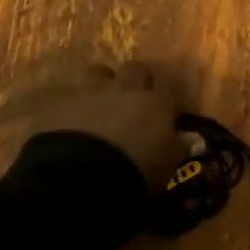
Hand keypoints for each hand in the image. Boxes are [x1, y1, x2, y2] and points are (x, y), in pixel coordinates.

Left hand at [33, 62, 182, 191]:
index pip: (171, 85)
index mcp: (156, 104)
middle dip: (137, 81)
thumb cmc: (134, 177)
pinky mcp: (59, 103)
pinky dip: (74, 106)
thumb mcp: (165, 169)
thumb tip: (189, 139)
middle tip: (135, 101)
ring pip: (99, 72)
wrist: (79, 180)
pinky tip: (72, 122)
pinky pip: (69, 96)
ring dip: (102, 84)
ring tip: (100, 105)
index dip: (170, 95)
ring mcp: (90, 92)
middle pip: (136, 69)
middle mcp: (125, 89)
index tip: (169, 109)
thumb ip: (176, 148)